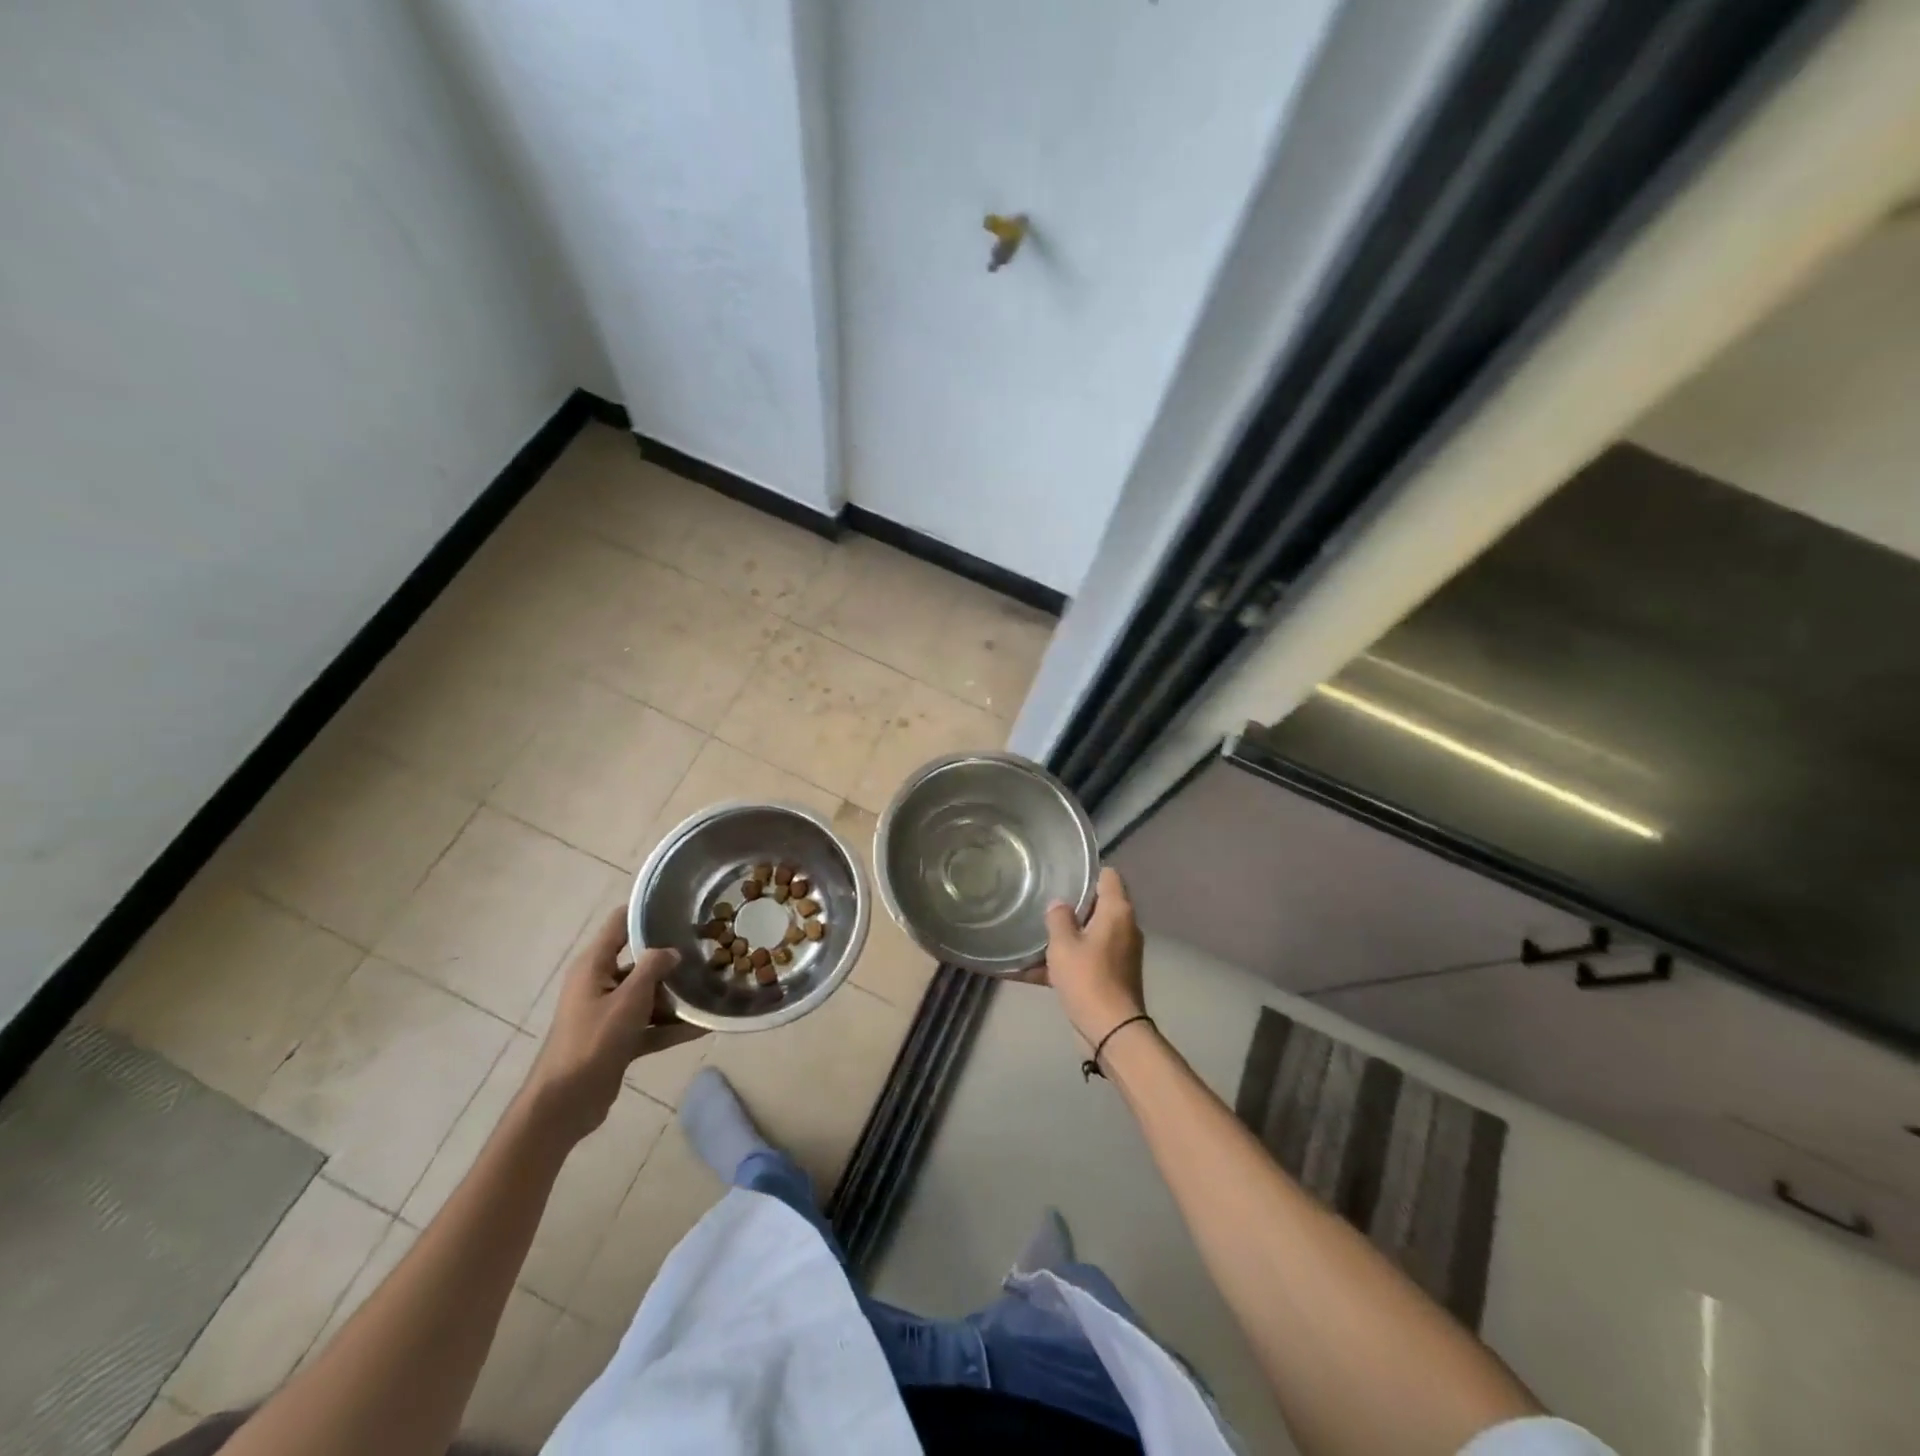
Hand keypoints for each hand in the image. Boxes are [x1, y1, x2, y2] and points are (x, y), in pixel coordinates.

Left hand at [524, 909, 704, 1142]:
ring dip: (675, 995)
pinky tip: (703, 1027)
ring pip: (647, 994)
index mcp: (594, 965)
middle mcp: (599, 983)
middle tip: (708, 949)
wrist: (565, 1103)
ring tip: (712, 987)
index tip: (682, 907)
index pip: (620, 924)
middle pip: (639, 960)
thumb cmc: (593, 1041)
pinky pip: (650, 1025)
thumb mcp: (628, 999)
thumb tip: (672, 950)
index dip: (648, 913)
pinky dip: (671, 1026)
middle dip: (671, 958)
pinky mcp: (617, 1039)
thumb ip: (652, 968)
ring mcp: (608, 1012)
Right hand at [1016, 867, 1145, 1046]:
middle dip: (1070, 905)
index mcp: (1117, 911)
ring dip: (1064, 936)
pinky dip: (1063, 962)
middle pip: (1097, 905)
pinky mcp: (1112, 975)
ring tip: (1031, 934)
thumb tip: (1059, 905)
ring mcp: (1120, 953)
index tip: (1062, 874)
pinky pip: (1084, 959)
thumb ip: (1058, 918)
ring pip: (1088, 934)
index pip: (1108, 876)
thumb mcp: (1063, 944)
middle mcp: (1124, 927)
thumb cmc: (1088, 978)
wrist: (1111, 1030)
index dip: (1087, 871)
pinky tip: (1027, 971)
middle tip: (1041, 901)